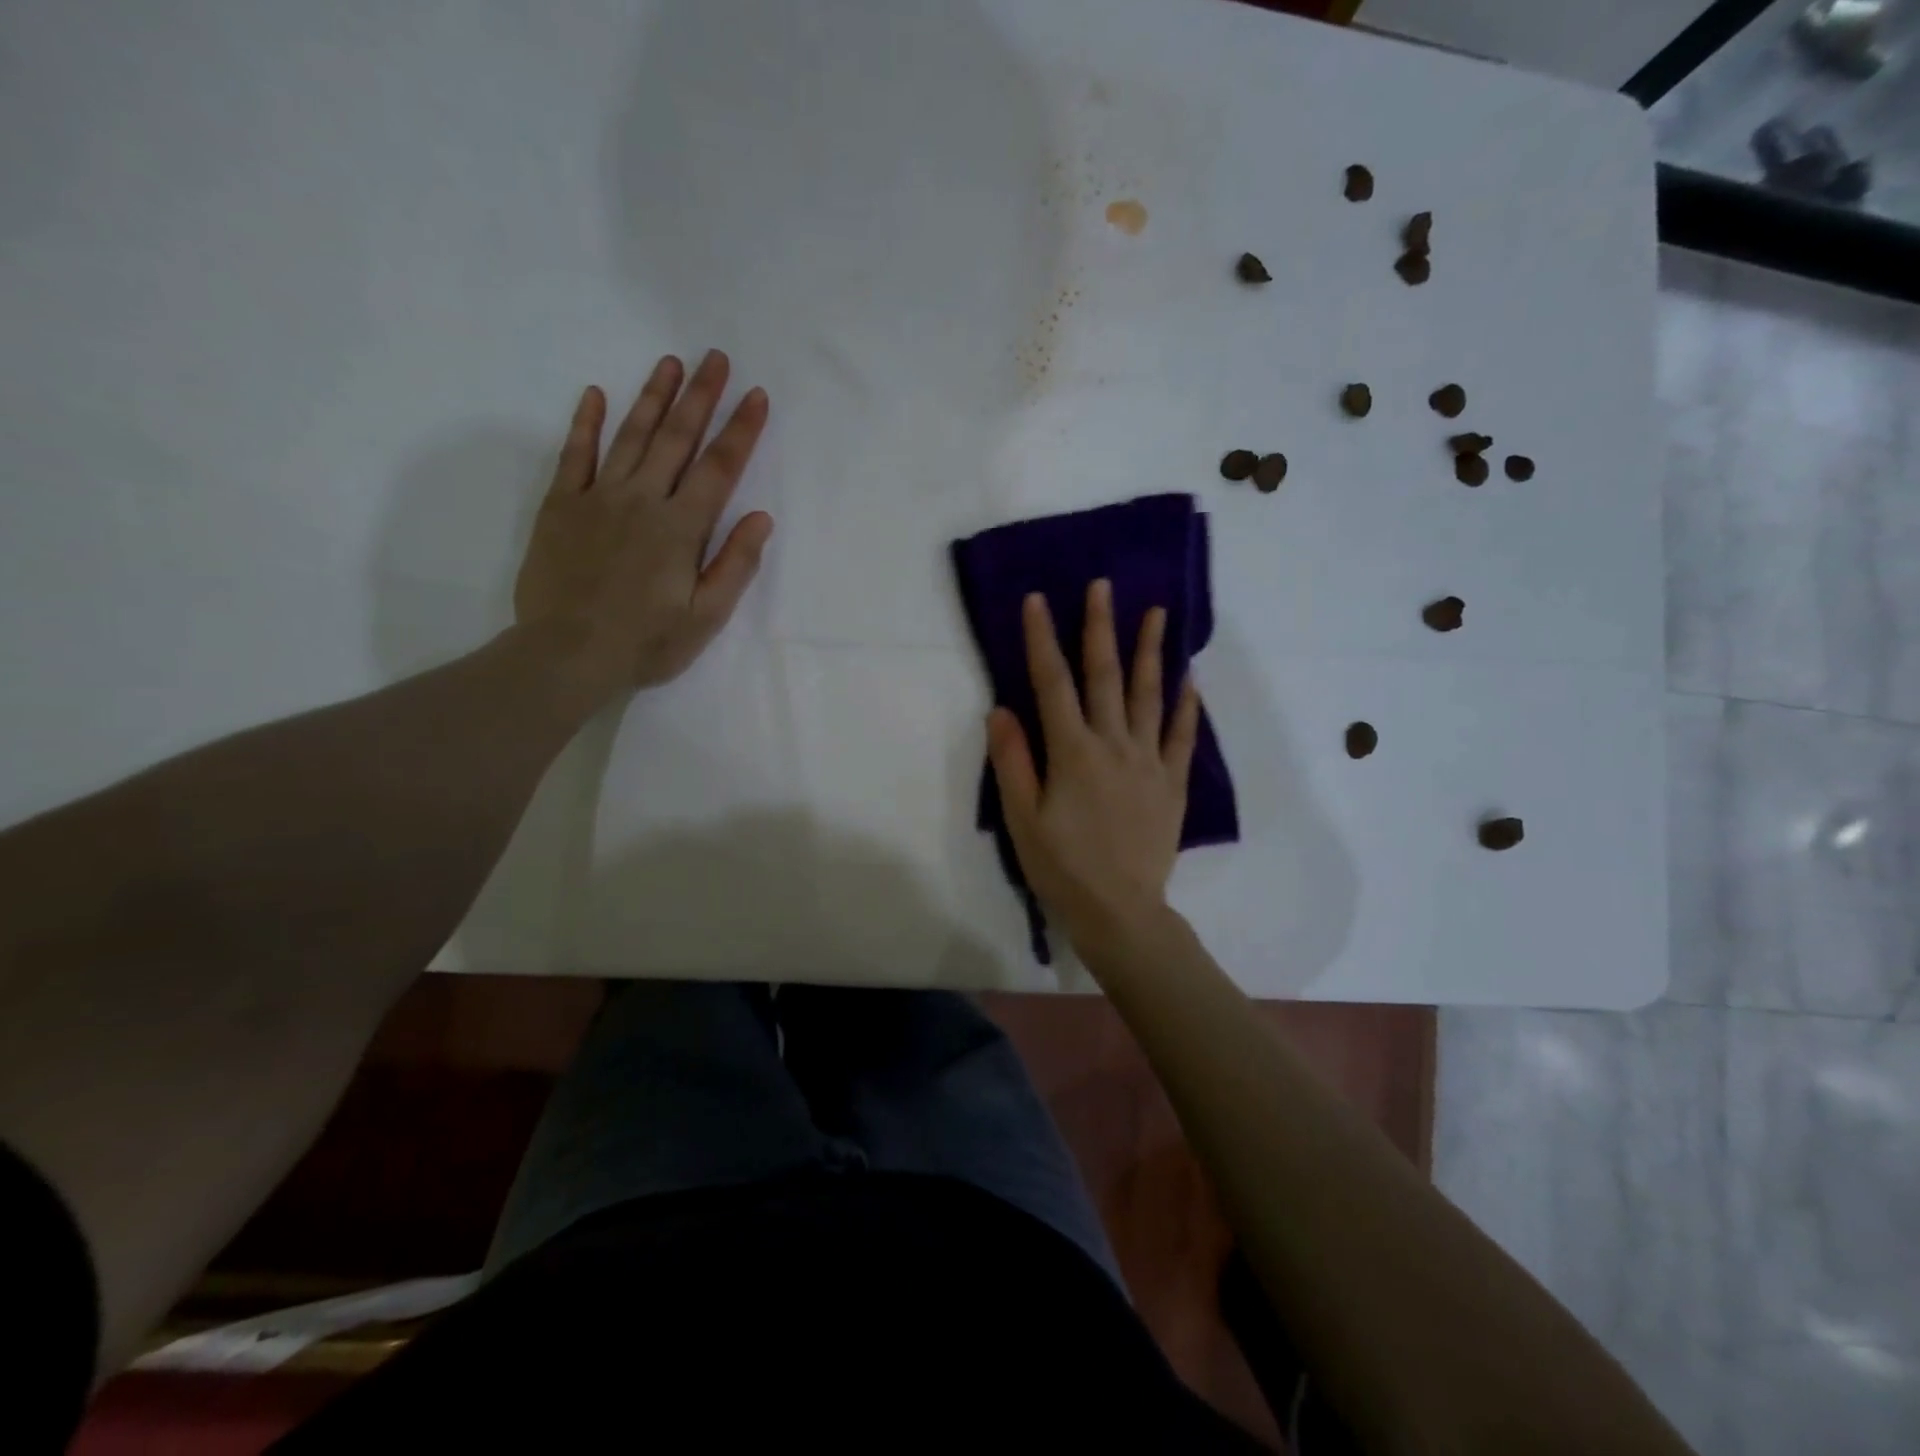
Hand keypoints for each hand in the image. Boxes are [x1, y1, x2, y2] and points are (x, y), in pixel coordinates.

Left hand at [514, 350, 773, 701]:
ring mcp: (598, 498)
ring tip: (669, 362)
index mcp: (681, 528)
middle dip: (700, 396)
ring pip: (630, 436)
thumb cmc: (646, 642)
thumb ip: (735, 565)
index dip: (741, 431)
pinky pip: (574, 455)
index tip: (756, 396)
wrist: (567, 654)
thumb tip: (761, 518)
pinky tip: (594, 394)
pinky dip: (585, 424)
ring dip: (652, 397)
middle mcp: (642, 500)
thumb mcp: (706, 617)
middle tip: (715, 358)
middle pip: (677, 439)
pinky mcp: (561, 506)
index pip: (719, 469)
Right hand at [985, 579, 1200, 959]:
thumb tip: (1001, 709)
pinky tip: (1190, 679)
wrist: (1120, 911)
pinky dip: (1186, 705)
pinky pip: (1181, 736)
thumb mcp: (1022, 819)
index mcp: (1072, 752)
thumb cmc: (1062, 867)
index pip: (1052, 683)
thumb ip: (1012, 762)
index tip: (1038, 600)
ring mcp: (1148, 761)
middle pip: (1105, 676)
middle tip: (1103, 586)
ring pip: (1149, 695)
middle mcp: (1113, 745)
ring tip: (1159, 613)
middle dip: (1100, 627)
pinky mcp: (1172, 783)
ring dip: (1152, 652)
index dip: (1042, 639)